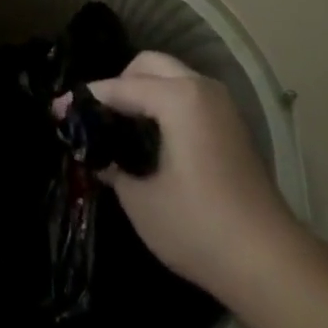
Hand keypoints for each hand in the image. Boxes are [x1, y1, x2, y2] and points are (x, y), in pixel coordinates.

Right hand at [64, 51, 293, 303]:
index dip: (86, 99)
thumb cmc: (199, 227)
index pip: (120, 87)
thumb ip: (112, 166)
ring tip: (120, 124)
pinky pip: (188, 94)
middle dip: (118, 83)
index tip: (57, 110)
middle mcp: (201, 87)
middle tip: (97, 115)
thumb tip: (97, 154)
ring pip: (172, 76)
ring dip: (143, 90)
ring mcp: (222, 104)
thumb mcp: (141, 200)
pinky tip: (151, 135)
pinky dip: (165, 102)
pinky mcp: (232, 124)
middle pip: (149, 65)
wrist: (270, 262)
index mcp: (178, 97)